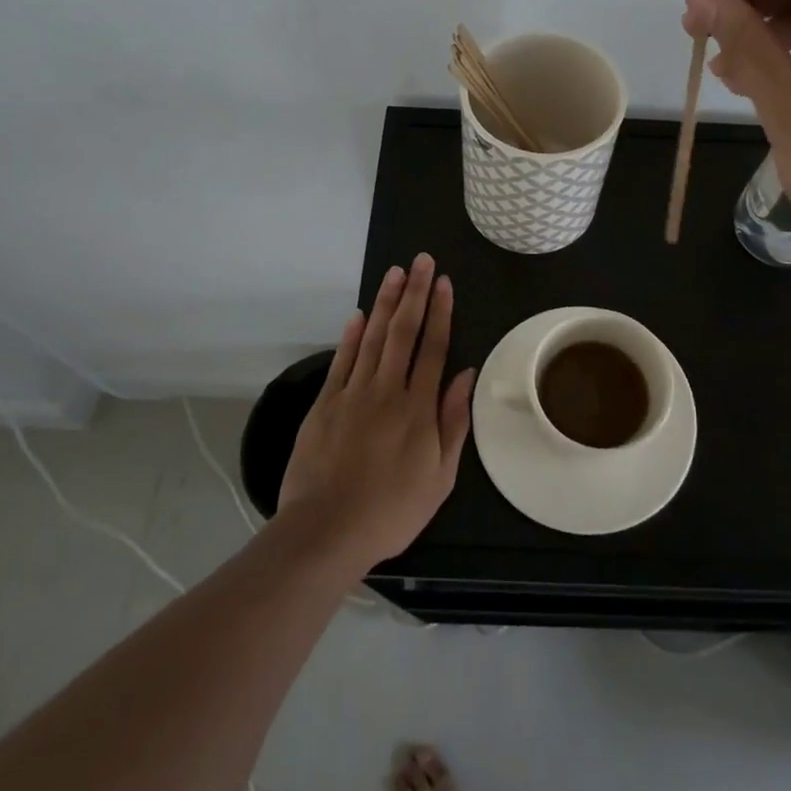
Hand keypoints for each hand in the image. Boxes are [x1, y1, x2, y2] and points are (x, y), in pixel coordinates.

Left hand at [278, 254, 475, 570]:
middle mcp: (387, 390)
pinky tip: (360, 315)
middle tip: (422, 261)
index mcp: (418, 408)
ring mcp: (353, 394)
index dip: (440, 312)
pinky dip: (351, 335)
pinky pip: (342, 360)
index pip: (433, 347)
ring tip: (396, 273)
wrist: (326, 530)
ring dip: (386, 303)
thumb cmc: (392, 510)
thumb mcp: (439, 476)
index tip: (444, 282)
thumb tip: (464, 375)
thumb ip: (453, 422)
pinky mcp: (325, 404)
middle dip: (415, 293)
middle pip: (404, 332)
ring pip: (373, 338)